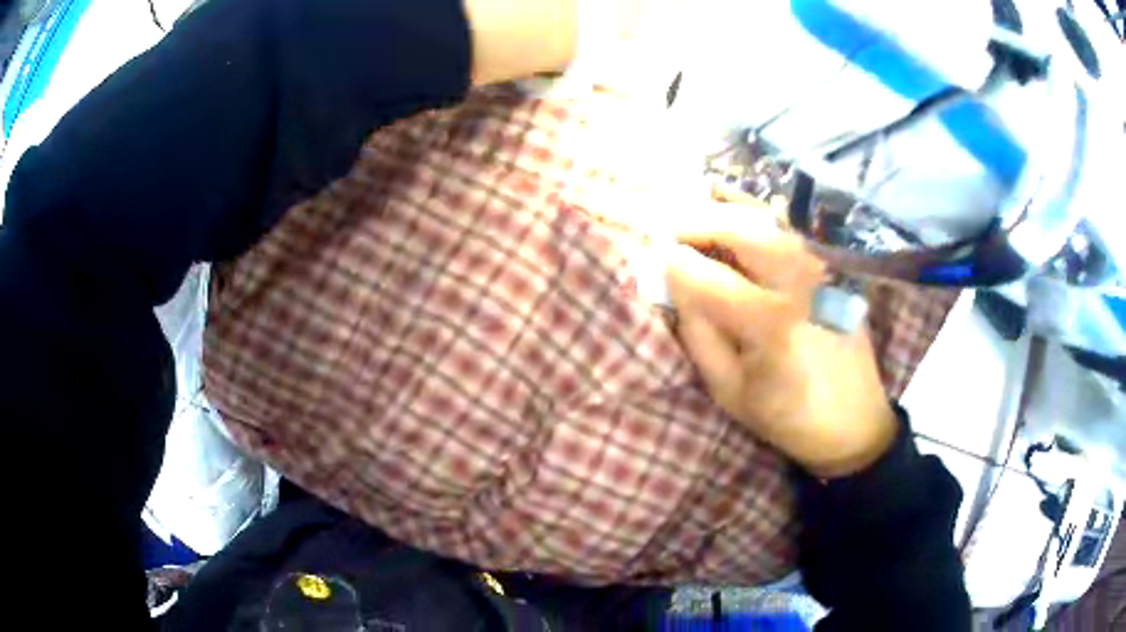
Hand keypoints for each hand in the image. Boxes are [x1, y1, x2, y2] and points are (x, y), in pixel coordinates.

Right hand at [665, 229, 896, 478]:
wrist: (854, 419)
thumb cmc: (787, 415)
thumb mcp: (729, 391)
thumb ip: (698, 335)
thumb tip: (674, 286)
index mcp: (770, 323)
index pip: (707, 277)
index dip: (674, 264)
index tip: (653, 260)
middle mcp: (799, 283)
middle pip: (740, 229)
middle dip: (696, 221)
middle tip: (671, 231)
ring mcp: (821, 267)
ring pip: (766, 218)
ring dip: (723, 211)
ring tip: (695, 219)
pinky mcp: (832, 266)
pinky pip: (788, 226)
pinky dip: (756, 213)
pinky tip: (732, 210)